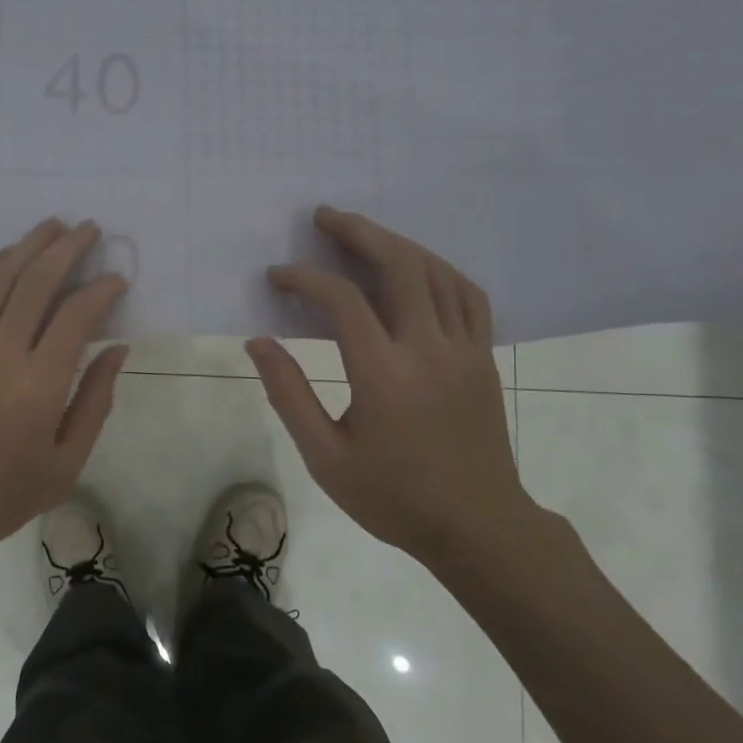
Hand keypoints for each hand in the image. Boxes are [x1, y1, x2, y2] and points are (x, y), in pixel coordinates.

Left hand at [0, 219, 129, 575]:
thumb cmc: (1, 495)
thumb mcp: (66, 464)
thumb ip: (95, 401)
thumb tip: (117, 349)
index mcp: (39, 385)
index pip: (76, 315)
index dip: (101, 289)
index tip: (117, 279)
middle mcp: (0, 353)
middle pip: (36, 281)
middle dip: (67, 248)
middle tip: (88, 229)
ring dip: (28, 246)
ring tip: (52, 227)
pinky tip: (4, 256)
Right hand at [246, 207, 545, 569]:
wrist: (478, 526)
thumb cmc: (393, 497)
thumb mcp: (326, 458)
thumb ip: (289, 394)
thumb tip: (258, 342)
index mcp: (384, 376)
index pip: (343, 301)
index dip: (305, 279)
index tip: (277, 276)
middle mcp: (429, 350)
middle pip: (398, 266)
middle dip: (357, 233)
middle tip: (324, 216)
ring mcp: (464, 350)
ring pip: (436, 272)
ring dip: (396, 243)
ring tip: (362, 232)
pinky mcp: (483, 358)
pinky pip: (467, 295)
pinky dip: (438, 269)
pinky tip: (416, 266)